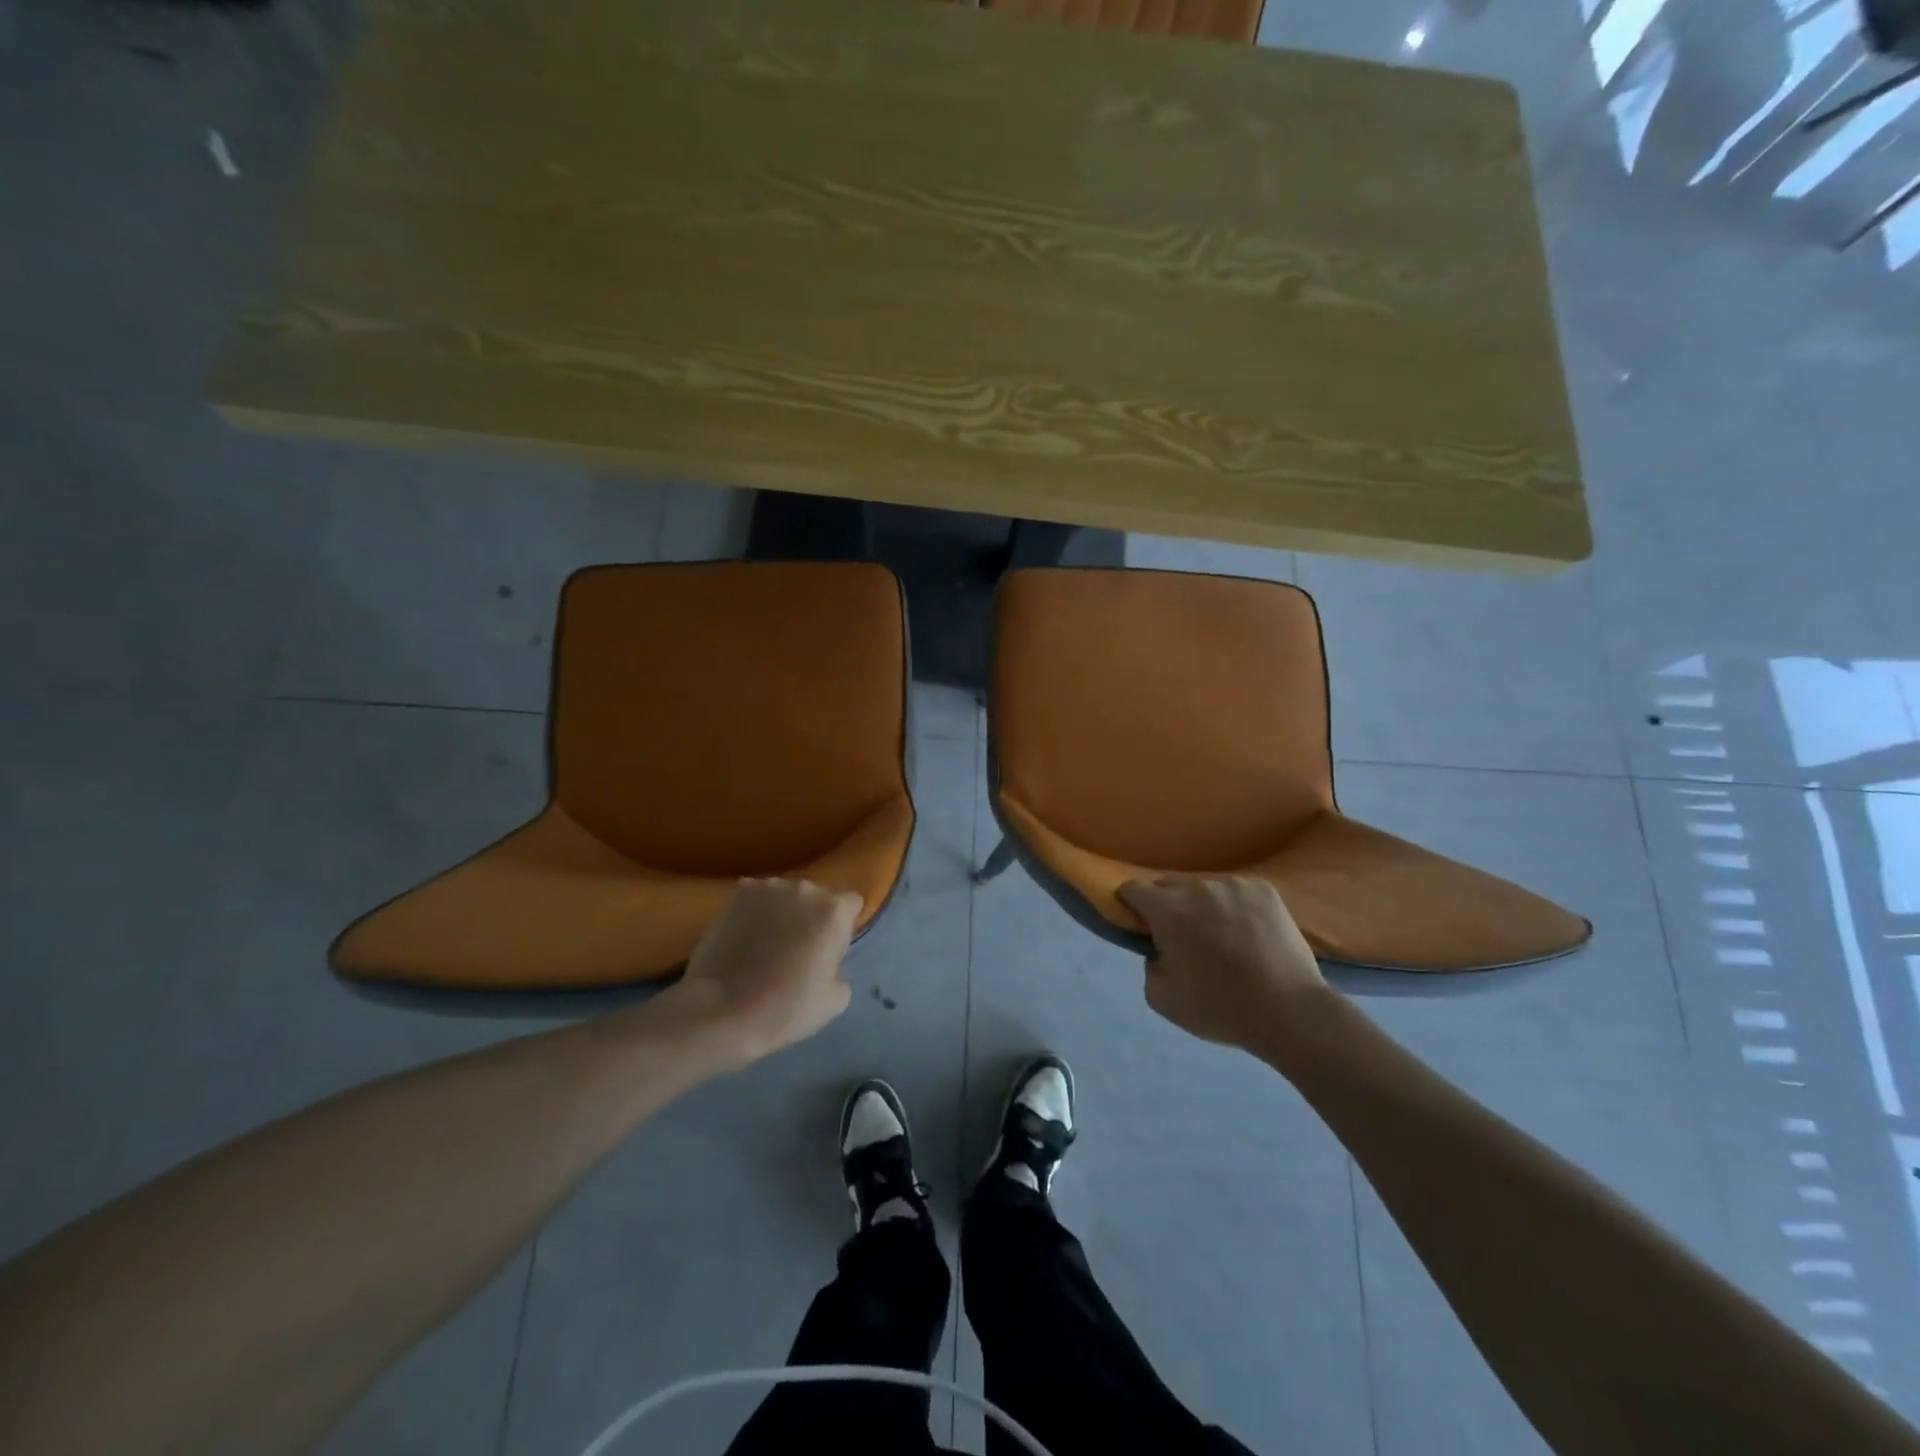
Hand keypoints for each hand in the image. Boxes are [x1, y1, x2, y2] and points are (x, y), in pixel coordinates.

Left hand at [667, 878, 861, 1068]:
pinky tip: (745, 937)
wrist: (720, 1011)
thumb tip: (826, 960)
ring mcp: (768, 887)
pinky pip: (757, 898)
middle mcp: (805, 888)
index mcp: (834, 911)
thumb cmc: (784, 1009)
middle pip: (818, 896)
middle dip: (812, 916)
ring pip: (786, 895)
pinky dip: (755, 912)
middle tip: (798, 948)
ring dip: (783, 911)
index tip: (830, 949)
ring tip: (766, 943)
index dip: (842, 926)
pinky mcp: (737, 893)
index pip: (852, 904)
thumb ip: (840, 968)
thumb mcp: (835, 1000)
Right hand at [1117, 875, 1329, 1049]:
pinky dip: (1234, 906)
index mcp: (1167, 910)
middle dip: (1167, 905)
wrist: (1290, 1011)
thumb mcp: (1162, 998)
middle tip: (1181, 935)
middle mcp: (1196, 887)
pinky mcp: (1264, 889)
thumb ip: (1148, 965)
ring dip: (1202, 905)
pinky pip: (1236, 891)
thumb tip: (1159, 948)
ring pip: (1204, 887)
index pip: (1132, 888)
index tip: (1140, 923)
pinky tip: (1248, 932)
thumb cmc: (1220, 1008)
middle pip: (1167, 884)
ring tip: (1221, 935)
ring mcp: (1233, 884)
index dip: (1130, 904)